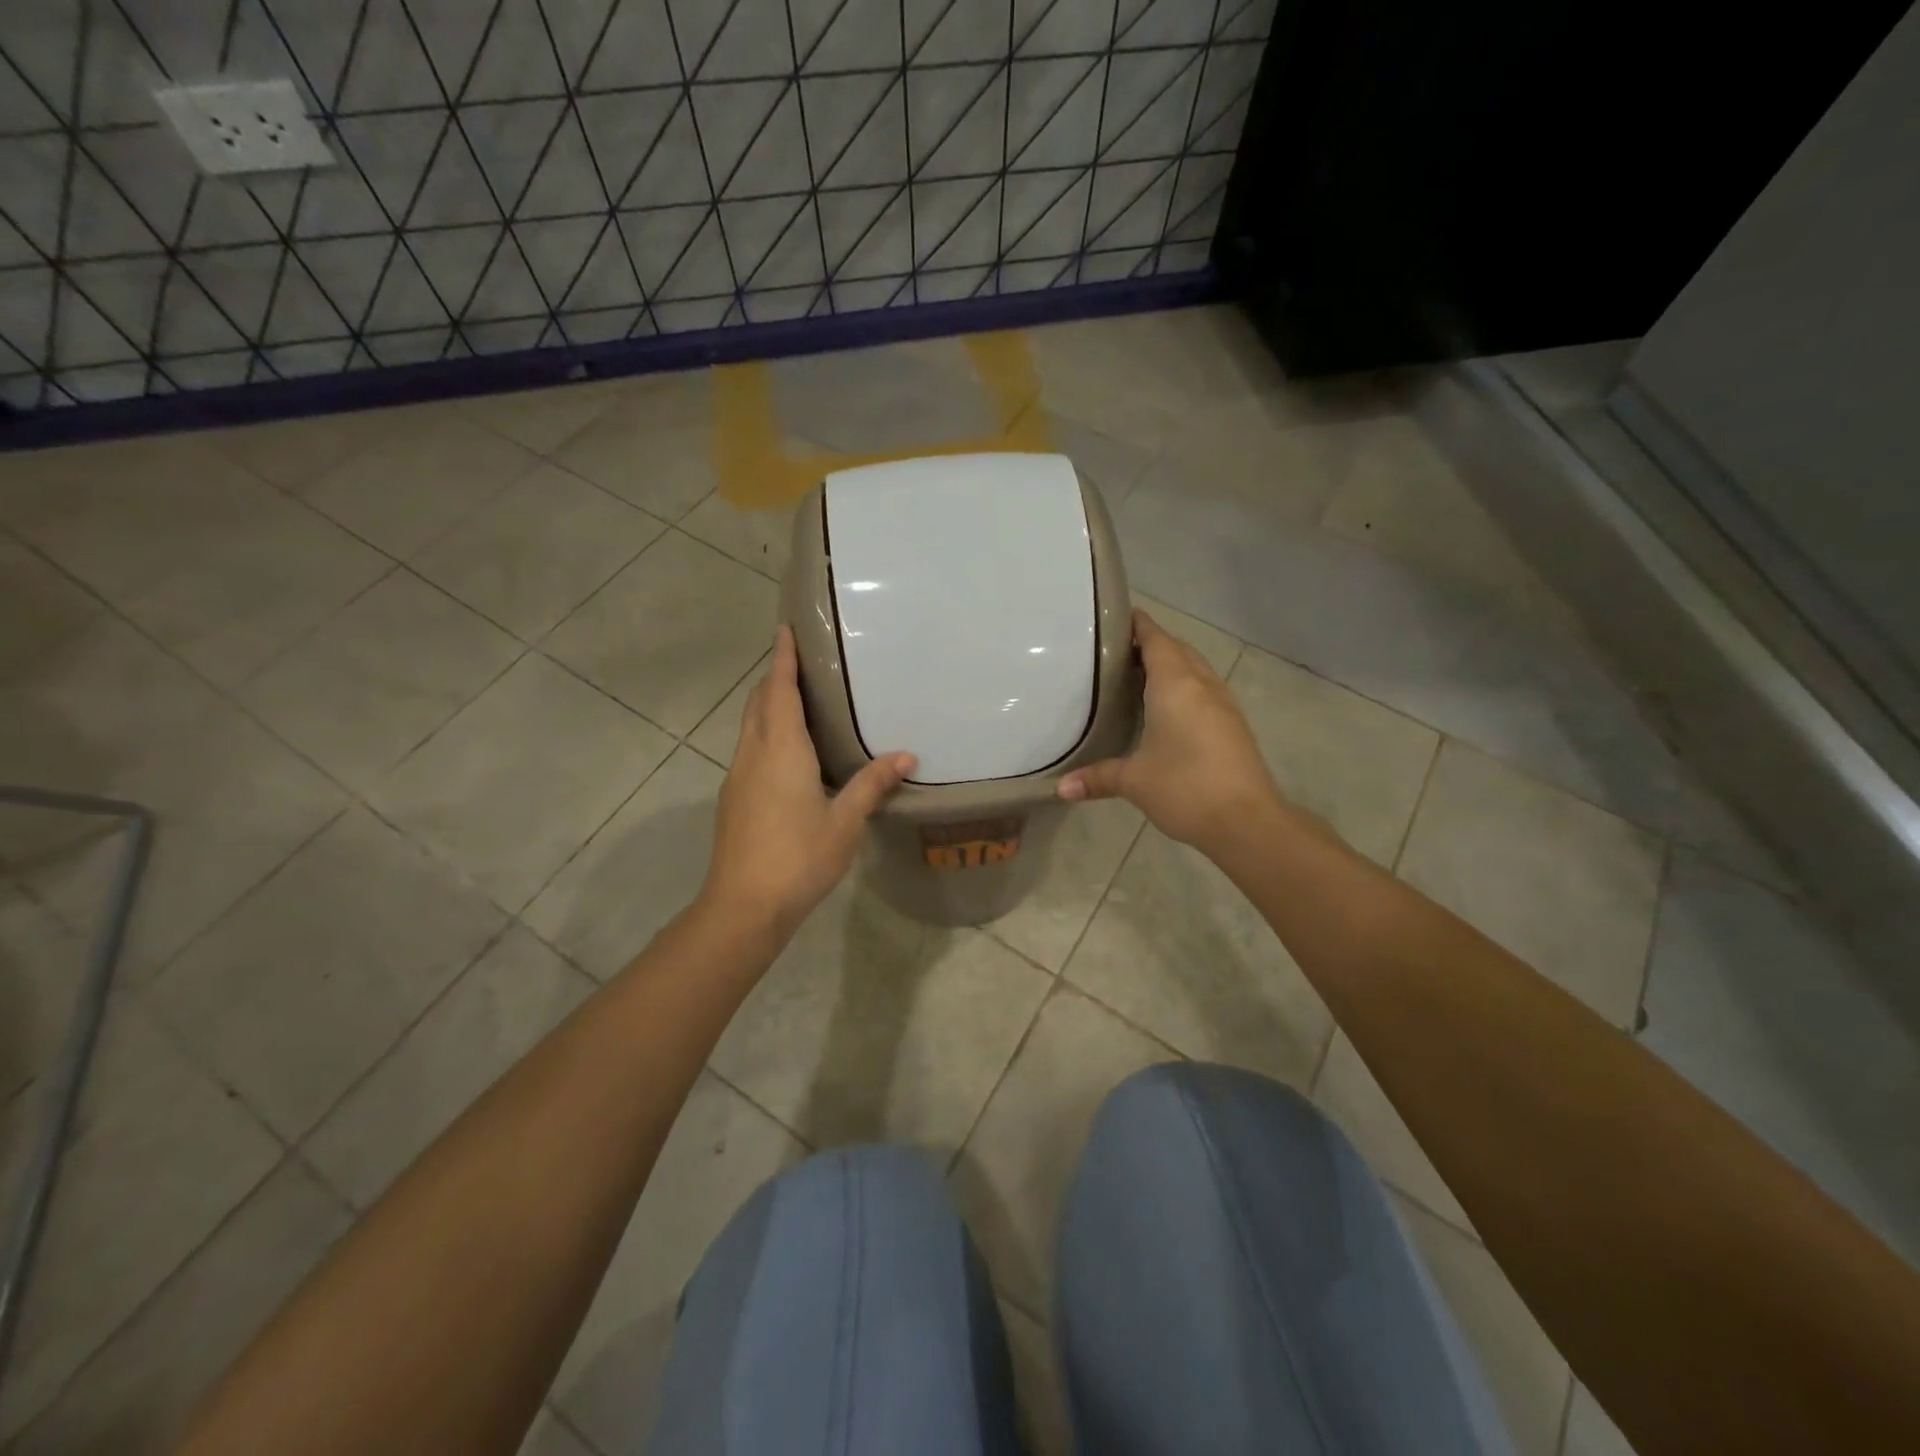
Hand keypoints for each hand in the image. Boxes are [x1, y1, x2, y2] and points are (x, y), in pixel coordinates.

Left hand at [703, 626, 914, 941]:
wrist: (743, 905)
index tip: (786, 628)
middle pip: (759, 702)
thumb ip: (872, 784)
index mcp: (781, 749)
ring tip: (797, 698)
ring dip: (767, 704)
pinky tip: (787, 750)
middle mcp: (754, 753)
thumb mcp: (845, 821)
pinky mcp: (734, 798)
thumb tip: (906, 755)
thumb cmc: (799, 857)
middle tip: (801, 660)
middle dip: (775, 676)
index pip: (780, 690)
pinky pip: (750, 747)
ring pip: (750, 725)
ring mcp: (738, 776)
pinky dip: (765, 731)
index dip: (783, 658)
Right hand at [1059, 609, 1286, 854]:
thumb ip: (1097, 777)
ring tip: (1136, 676)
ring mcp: (1222, 703)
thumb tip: (1060, 788)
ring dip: (1170, 664)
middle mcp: (1202, 684)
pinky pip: (1204, 689)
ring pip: (1194, 668)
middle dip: (1149, 644)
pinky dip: (1183, 686)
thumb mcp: (1133, 781)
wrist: (1247, 820)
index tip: (1111, 620)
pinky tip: (1166, 708)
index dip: (1136, 624)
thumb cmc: (1185, 787)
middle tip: (1114, 653)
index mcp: (1175, 684)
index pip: (1155, 638)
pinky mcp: (1232, 723)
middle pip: (1176, 649)